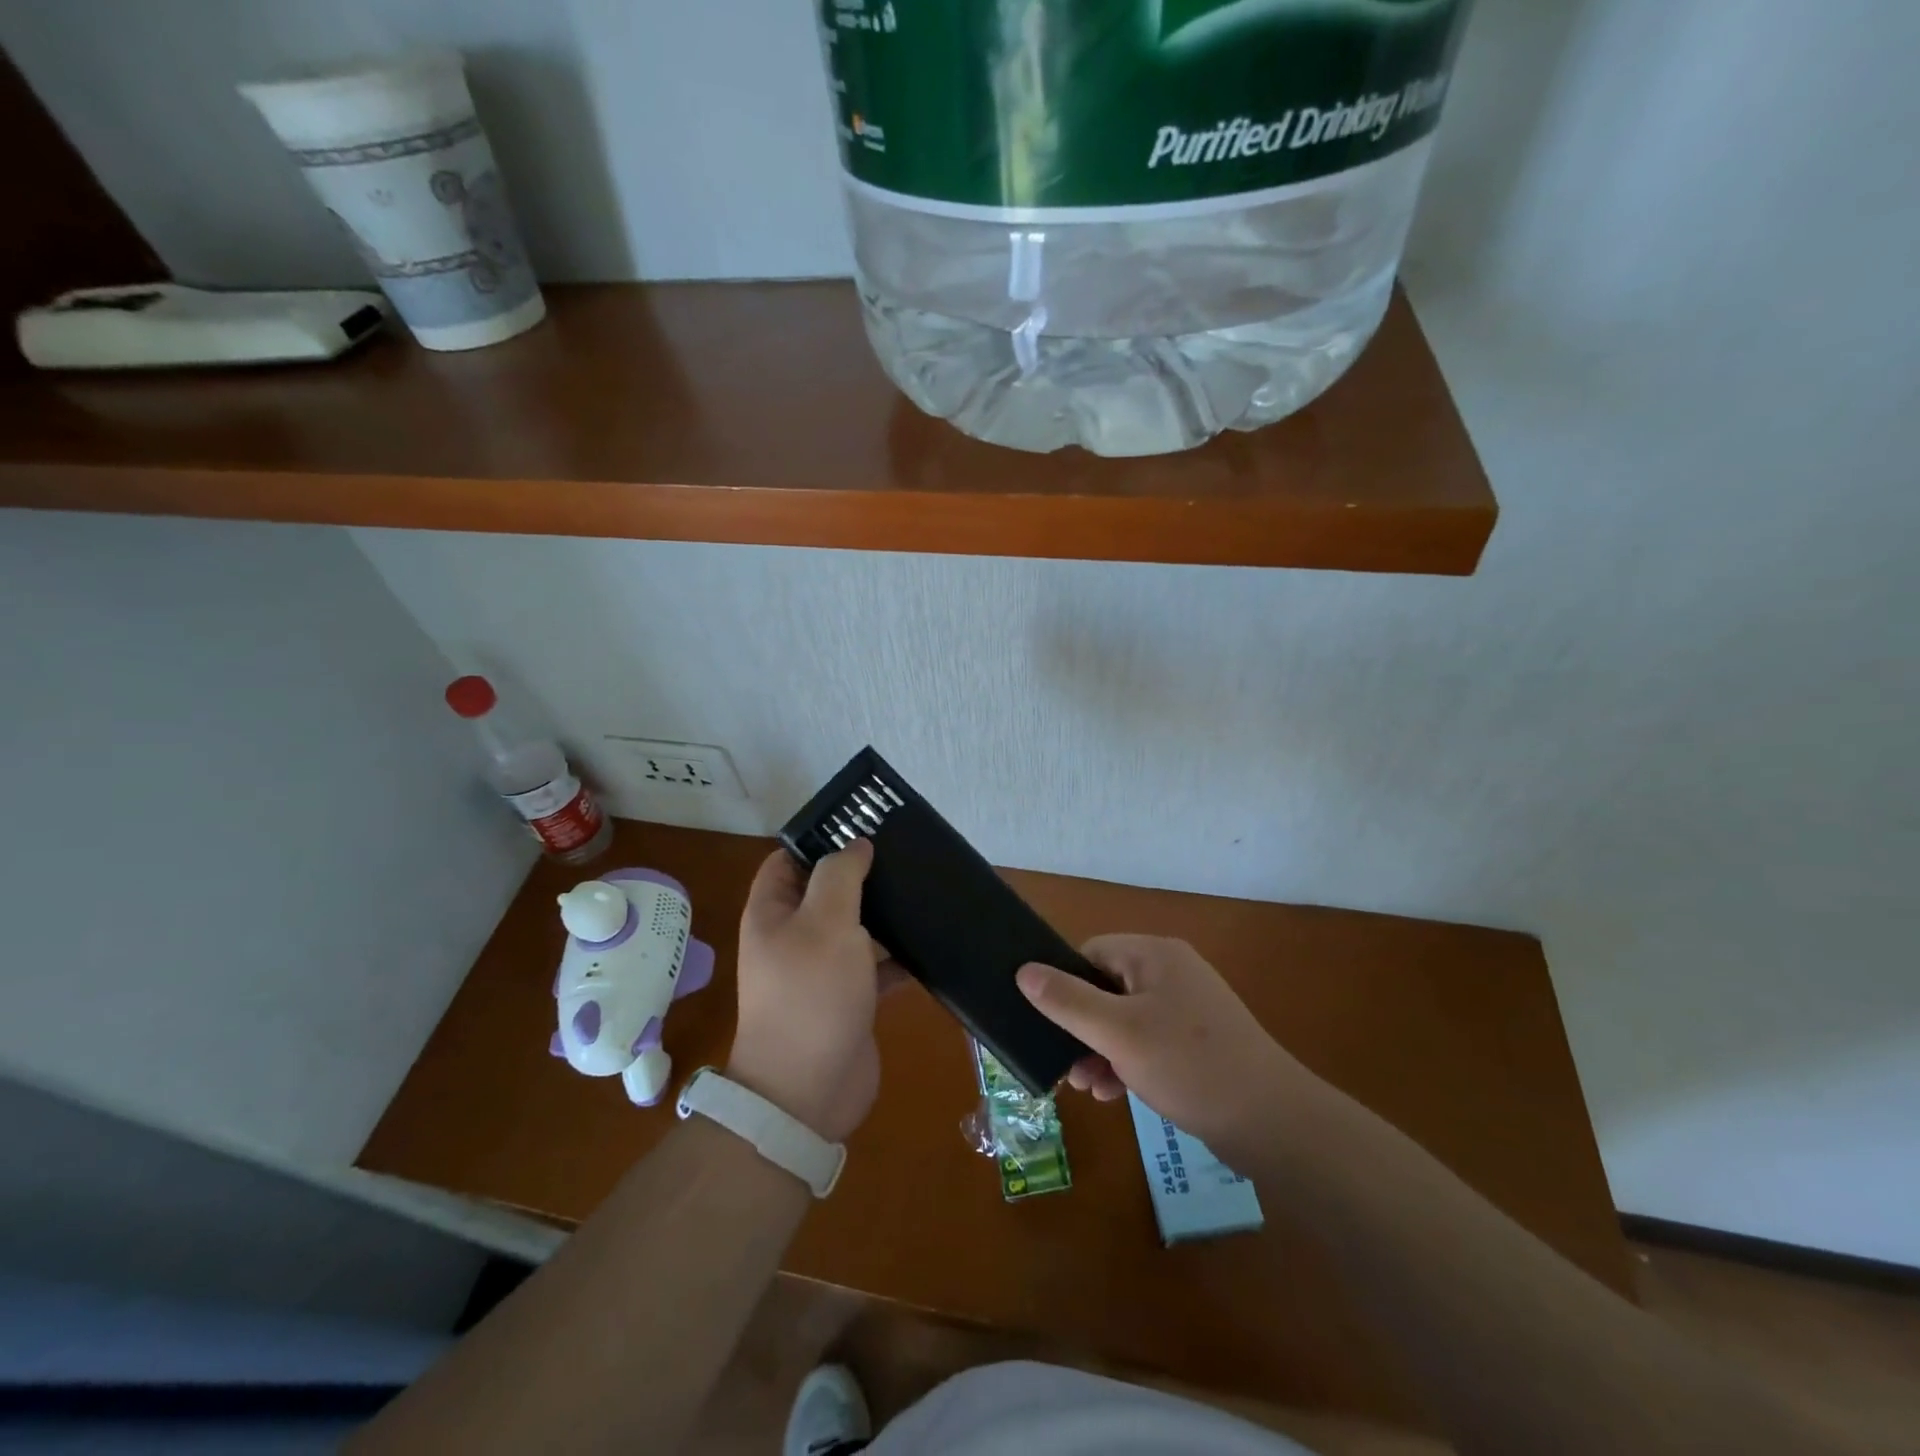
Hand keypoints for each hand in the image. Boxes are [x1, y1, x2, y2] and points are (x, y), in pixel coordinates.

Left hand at [727, 841, 897, 1142]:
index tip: (862, 826)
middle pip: (827, 891)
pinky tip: (931, 942)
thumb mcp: (825, 922)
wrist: (808, 1091)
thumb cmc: (811, 994)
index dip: (818, 840)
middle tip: (904, 854)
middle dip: (862, 874)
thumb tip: (856, 845)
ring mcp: (822, 969)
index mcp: (773, 912)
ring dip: (884, 914)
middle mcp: (793, 936)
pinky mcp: (850, 998)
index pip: (789, 860)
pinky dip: (899, 955)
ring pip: (855, 927)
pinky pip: (876, 965)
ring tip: (925, 888)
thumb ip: (840, 875)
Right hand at [1016, 935, 1318, 1157]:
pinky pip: (1148, 1041)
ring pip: (1125, 1019)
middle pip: (1106, 987)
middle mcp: (1171, 973)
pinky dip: (1127, 1062)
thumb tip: (1023, 971)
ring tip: (1088, 1087)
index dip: (1065, 984)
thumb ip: (1067, 1001)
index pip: (1091, 953)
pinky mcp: (1198, 1042)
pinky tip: (1115, 1094)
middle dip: (1081, 1027)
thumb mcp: (1117, 1033)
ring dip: (1100, 1050)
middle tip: (1065, 1066)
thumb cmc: (1188, 1065)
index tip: (1047, 1022)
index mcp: (1154, 955)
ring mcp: (1188, 1009)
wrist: (1272, 1122)